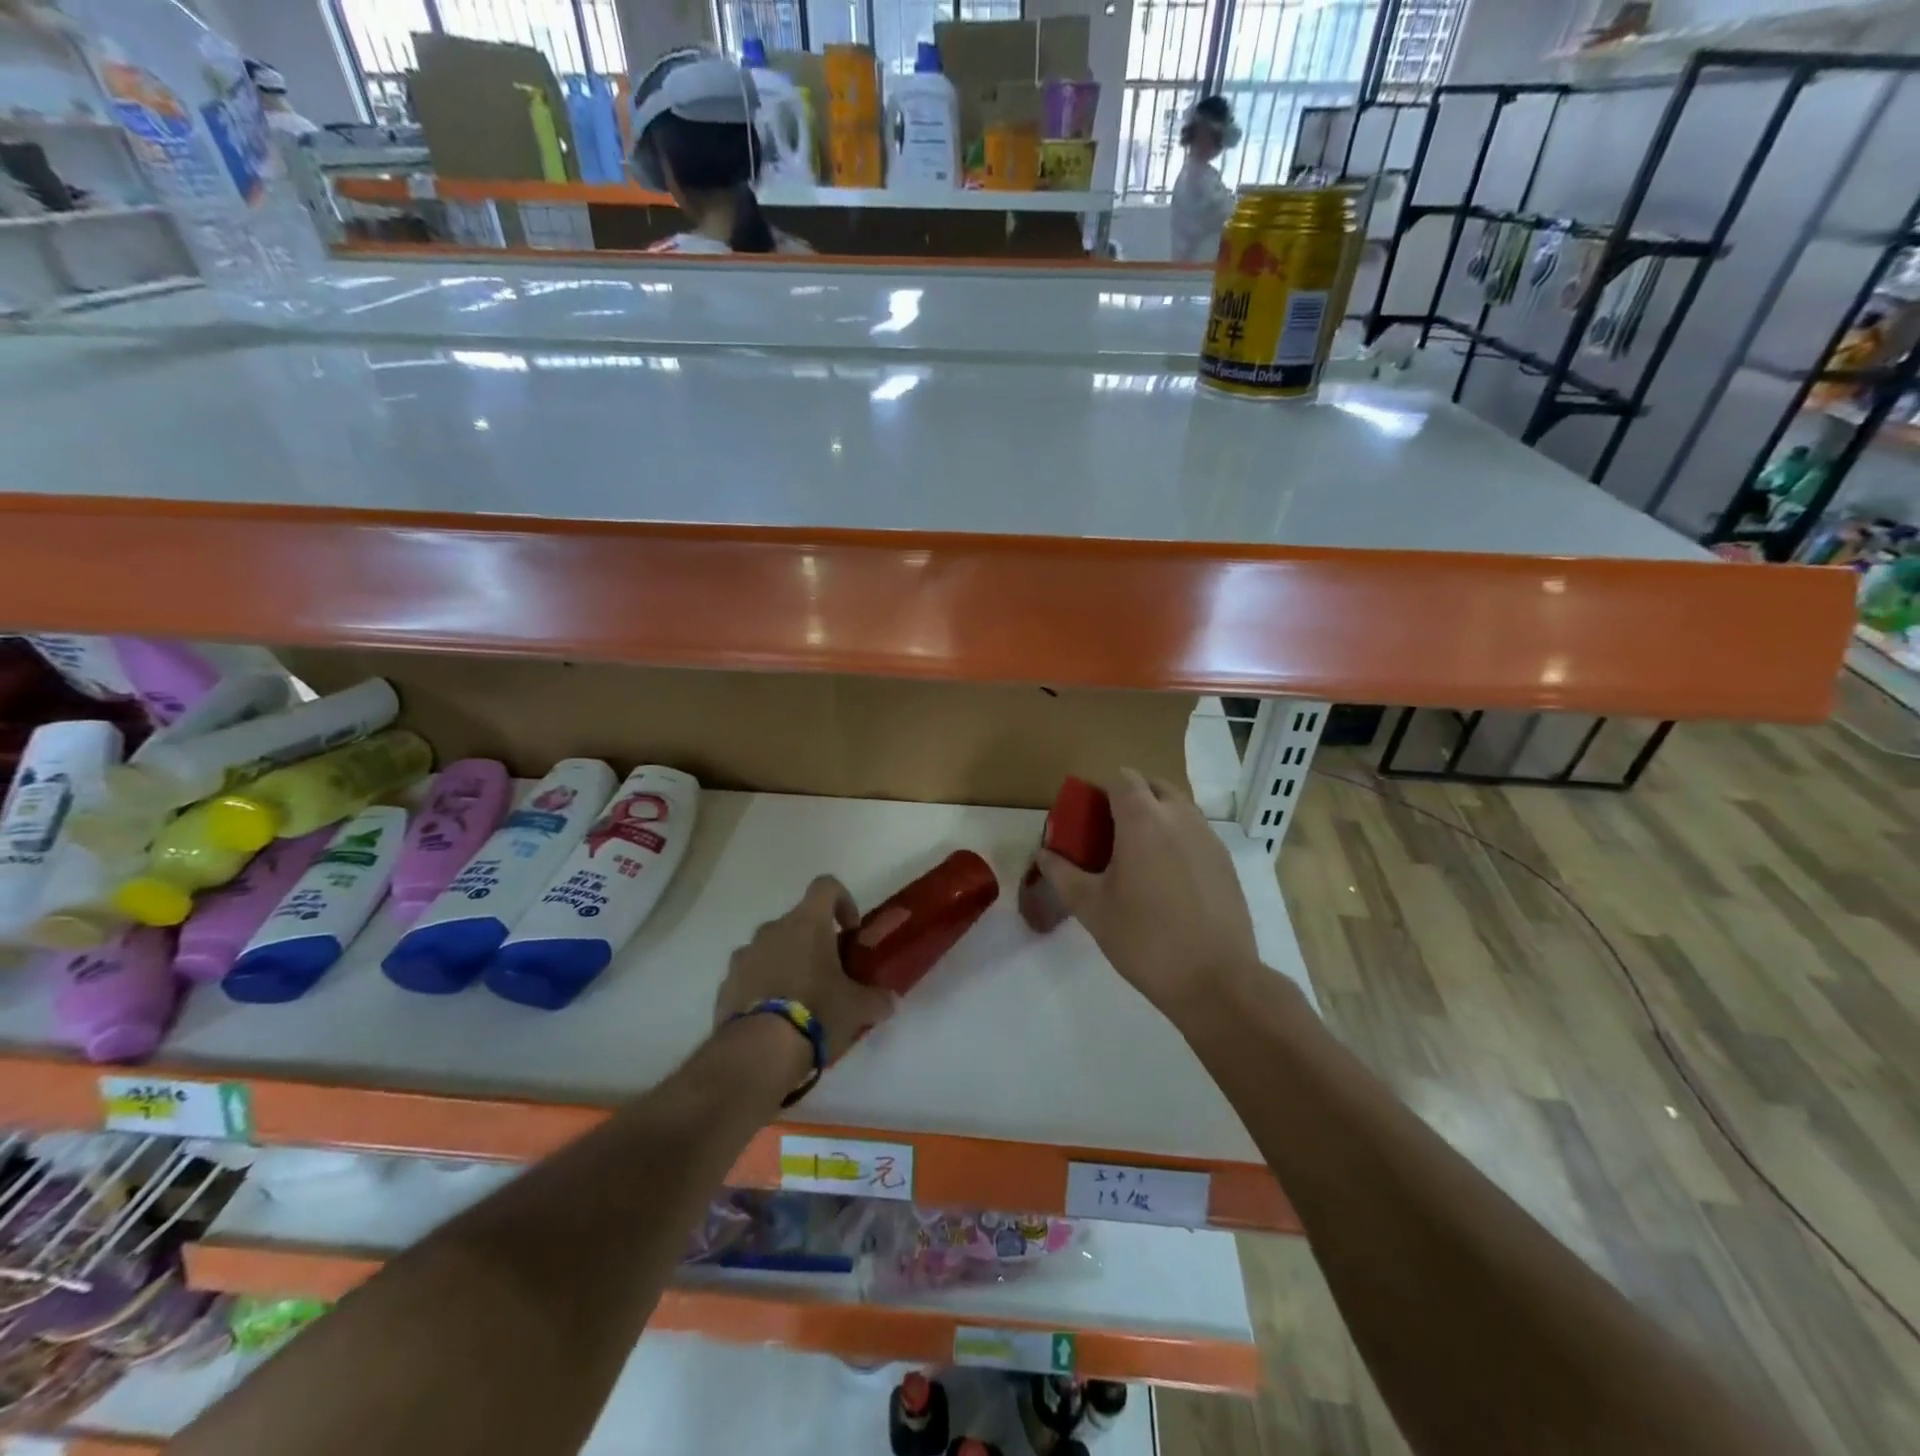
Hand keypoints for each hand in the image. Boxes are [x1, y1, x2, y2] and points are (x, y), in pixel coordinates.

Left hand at [714, 875, 895, 1065]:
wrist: (758, 1051)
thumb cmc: (817, 1013)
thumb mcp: (858, 1008)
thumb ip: (877, 999)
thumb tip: (890, 1001)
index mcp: (807, 923)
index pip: (826, 885)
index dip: (843, 900)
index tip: (850, 931)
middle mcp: (772, 929)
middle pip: (797, 922)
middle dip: (814, 943)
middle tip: (829, 975)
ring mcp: (744, 956)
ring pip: (771, 948)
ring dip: (786, 964)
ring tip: (799, 1001)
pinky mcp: (726, 984)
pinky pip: (750, 975)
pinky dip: (763, 987)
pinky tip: (775, 1020)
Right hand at [1035, 768, 1260, 1022]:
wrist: (1215, 980)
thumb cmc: (1144, 939)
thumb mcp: (1091, 908)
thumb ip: (1063, 874)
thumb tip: (1045, 853)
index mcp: (1143, 820)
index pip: (1122, 779)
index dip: (1102, 791)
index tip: (1088, 818)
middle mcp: (1180, 817)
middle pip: (1154, 786)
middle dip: (1131, 798)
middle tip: (1111, 833)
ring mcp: (1209, 838)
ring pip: (1179, 808)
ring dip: (1157, 816)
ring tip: (1139, 856)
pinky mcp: (1227, 862)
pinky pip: (1197, 833)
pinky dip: (1178, 839)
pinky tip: (1168, 880)